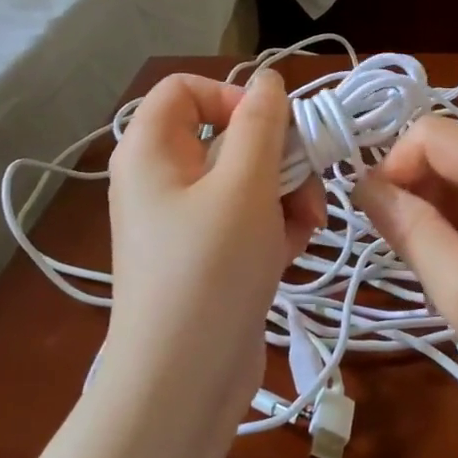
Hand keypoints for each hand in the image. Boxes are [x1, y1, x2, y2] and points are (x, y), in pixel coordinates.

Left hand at [103, 70, 323, 417]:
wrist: (184, 378)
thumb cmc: (210, 268)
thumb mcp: (243, 185)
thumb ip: (261, 124)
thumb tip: (267, 79)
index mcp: (150, 151)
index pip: (186, 89)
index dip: (234, 97)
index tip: (273, 128)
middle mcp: (160, 180)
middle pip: (226, 138)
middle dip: (278, 157)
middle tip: (307, 186)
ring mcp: (183, 222)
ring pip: (245, 182)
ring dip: (286, 195)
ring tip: (307, 227)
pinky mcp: (207, 258)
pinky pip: (245, 221)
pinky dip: (274, 227)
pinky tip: (295, 249)